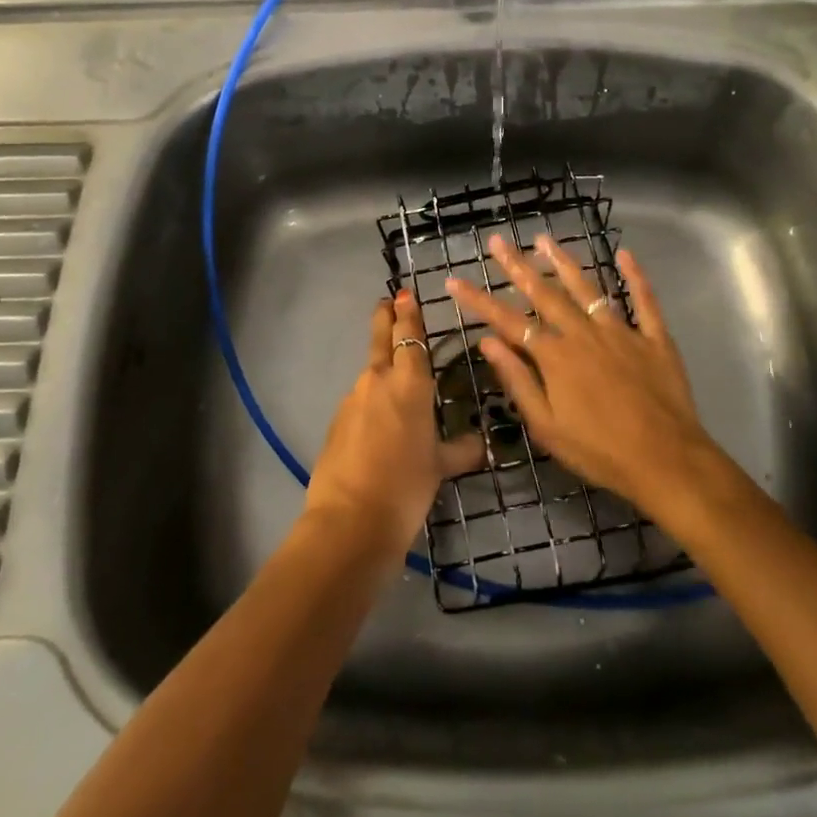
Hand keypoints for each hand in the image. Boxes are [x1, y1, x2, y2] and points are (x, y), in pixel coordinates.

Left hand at [304, 291, 487, 559]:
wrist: (350, 522)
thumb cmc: (406, 487)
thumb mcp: (440, 467)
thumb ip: (460, 449)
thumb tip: (479, 443)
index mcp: (410, 384)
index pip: (409, 337)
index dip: (408, 314)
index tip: (404, 294)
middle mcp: (378, 382)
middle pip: (380, 339)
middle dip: (384, 318)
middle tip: (386, 301)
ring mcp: (352, 401)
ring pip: (370, 375)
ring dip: (380, 370)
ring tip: (396, 383)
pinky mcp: (336, 423)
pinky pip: (359, 403)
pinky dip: (370, 404)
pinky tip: (378, 427)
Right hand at [446, 234, 723, 519]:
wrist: (666, 461)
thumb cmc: (599, 452)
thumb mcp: (547, 426)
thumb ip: (518, 380)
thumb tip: (487, 343)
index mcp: (555, 357)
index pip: (508, 321)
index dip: (478, 300)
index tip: (455, 281)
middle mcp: (584, 334)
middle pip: (545, 294)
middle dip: (517, 266)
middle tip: (498, 241)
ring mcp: (622, 332)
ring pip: (587, 289)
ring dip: (564, 262)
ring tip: (544, 240)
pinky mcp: (654, 339)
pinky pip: (644, 300)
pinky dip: (635, 276)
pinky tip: (625, 254)